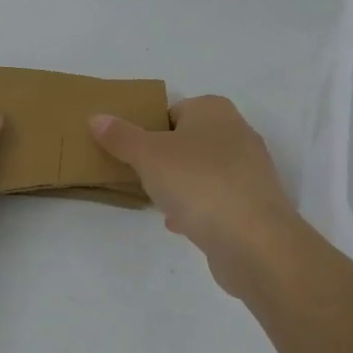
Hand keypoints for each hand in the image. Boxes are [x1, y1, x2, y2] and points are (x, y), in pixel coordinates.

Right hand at [90, 96, 305, 296]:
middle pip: (188, 141)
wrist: (254, 242)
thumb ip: (120, 136)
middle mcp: (237, 133)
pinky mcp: (256, 205)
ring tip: (158, 202)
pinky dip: (198, 208)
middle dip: (165, 159)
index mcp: (214, 110)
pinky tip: (180, 224)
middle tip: (141, 176)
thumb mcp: (148, 155)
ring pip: (203, 171)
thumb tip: (97, 118)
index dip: (150, 129)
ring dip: (181, 185)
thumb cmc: (198, 183)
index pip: (174, 110)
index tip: (132, 152)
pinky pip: (217, 199)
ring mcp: (251, 170)